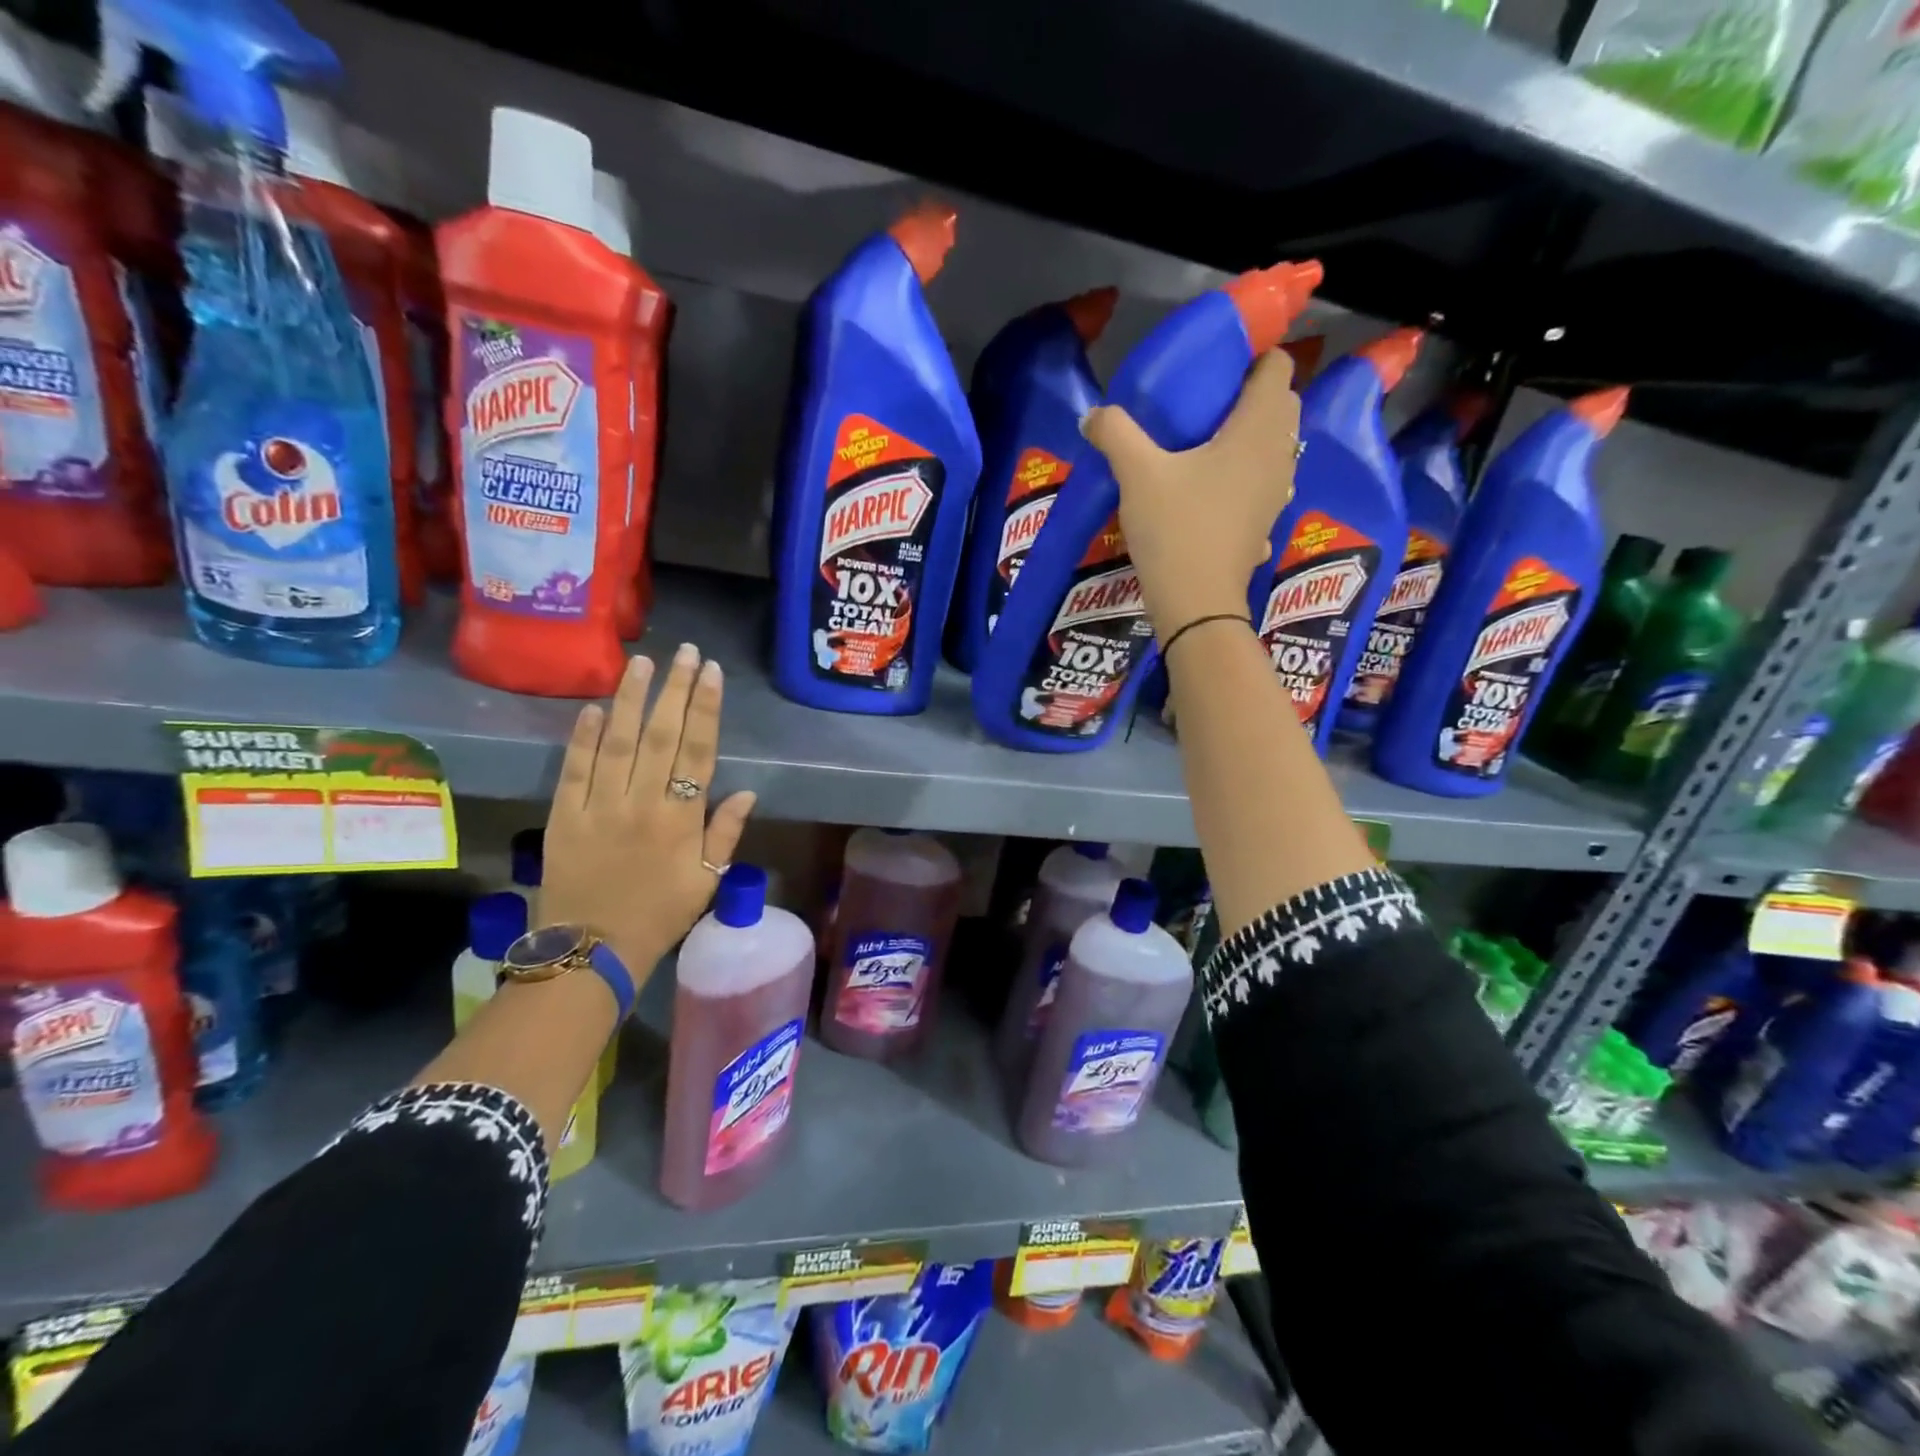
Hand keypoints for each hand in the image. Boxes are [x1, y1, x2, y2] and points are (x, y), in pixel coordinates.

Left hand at [540, 645, 756, 976]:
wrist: (592, 950)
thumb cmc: (660, 915)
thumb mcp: (706, 880)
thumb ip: (725, 833)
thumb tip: (747, 792)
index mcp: (680, 819)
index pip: (698, 752)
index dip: (706, 709)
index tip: (712, 673)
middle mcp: (641, 803)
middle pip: (661, 736)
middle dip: (675, 690)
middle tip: (685, 653)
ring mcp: (599, 807)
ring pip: (617, 742)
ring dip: (630, 700)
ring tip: (641, 662)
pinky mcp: (564, 816)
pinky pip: (574, 770)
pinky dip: (582, 737)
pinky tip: (593, 707)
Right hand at [1080, 348, 1300, 641]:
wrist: (1197, 602)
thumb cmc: (1176, 528)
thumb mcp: (1137, 475)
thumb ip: (1116, 433)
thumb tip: (1093, 414)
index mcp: (1257, 429)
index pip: (1276, 368)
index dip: (1253, 357)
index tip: (1217, 366)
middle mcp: (1279, 454)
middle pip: (1281, 405)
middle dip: (1252, 395)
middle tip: (1206, 403)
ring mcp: (1278, 492)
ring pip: (1276, 446)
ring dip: (1251, 437)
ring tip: (1209, 444)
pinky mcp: (1266, 522)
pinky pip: (1265, 483)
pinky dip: (1247, 475)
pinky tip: (1214, 490)